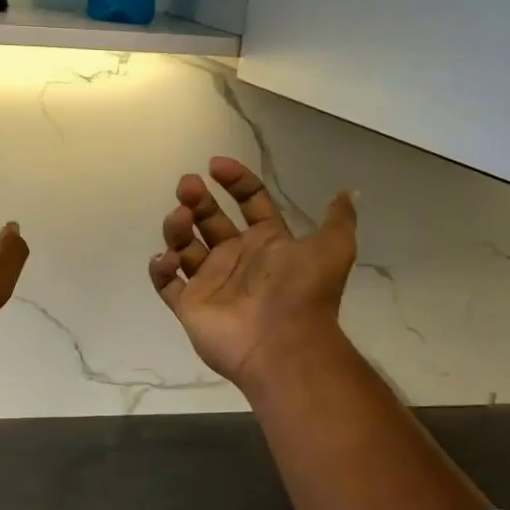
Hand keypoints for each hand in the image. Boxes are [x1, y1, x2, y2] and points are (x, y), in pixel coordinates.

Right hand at [148, 158, 356, 387]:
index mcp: (267, 243)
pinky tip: (169, 257)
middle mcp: (236, 258)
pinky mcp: (189, 305)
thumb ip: (338, 220)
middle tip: (187, 186)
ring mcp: (210, 282)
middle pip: (209, 219)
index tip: (216, 166)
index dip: (235, 181)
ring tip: (180, 219)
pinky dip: (160, 267)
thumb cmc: (302, 292)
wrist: (284, 344)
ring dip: (177, 227)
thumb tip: (349, 192)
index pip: (248, 202)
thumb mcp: (332, 249)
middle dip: (197, 199)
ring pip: (184, 245)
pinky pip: (166, 282)